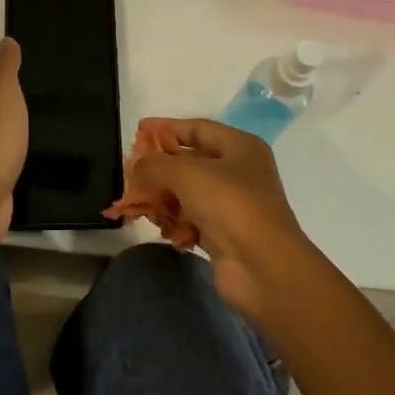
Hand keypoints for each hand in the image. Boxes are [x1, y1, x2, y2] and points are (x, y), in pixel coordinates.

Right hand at [131, 119, 320, 318]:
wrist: (263, 266)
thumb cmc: (229, 204)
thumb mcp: (185, 173)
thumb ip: (154, 164)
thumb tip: (138, 168)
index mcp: (240, 147)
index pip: (197, 128)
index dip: (166, 127)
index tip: (138, 131)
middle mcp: (239, 172)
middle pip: (190, 161)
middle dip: (159, 168)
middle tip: (131, 173)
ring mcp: (233, 205)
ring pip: (188, 194)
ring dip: (163, 198)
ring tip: (139, 204)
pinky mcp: (225, 234)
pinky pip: (192, 220)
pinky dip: (176, 223)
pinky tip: (163, 230)